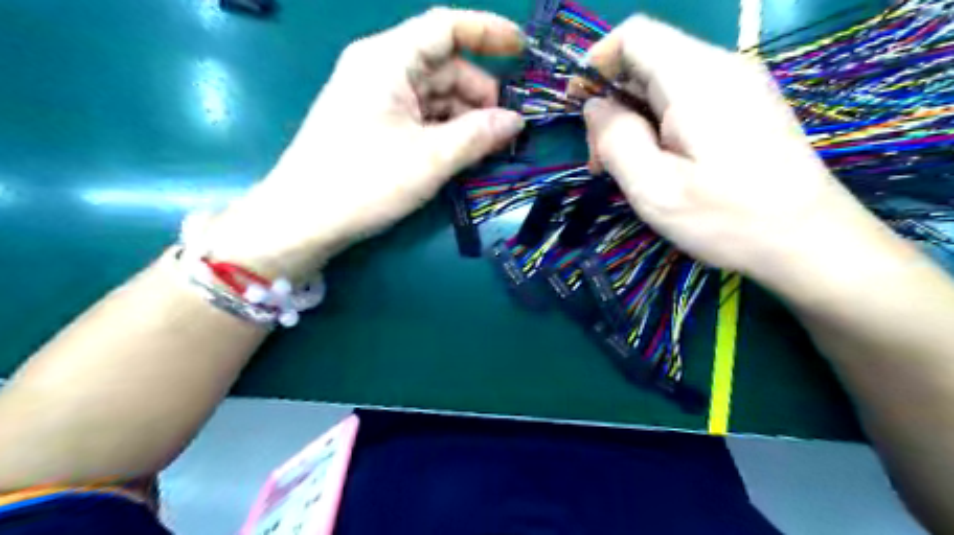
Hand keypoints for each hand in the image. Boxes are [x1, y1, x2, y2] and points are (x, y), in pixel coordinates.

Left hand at [204, 8, 527, 279]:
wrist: (303, 220)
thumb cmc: (364, 181)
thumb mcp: (430, 159)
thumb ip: (478, 135)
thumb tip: (516, 121)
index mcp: (387, 59)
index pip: (445, 27)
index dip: (488, 32)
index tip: (523, 49)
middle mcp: (380, 68)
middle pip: (443, 65)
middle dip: (479, 93)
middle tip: (504, 130)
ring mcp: (374, 97)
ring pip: (433, 94)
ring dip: (463, 116)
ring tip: (485, 148)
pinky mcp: (373, 123)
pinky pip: (419, 115)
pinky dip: (444, 129)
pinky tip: (460, 152)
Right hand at [581, 14, 887, 284]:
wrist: (808, 241)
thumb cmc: (727, 218)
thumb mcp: (654, 188)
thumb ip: (616, 139)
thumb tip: (595, 105)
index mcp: (695, 78)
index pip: (634, 35)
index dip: (598, 63)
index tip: (579, 107)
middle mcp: (720, 68)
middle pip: (645, 62)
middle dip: (612, 105)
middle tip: (602, 162)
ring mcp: (737, 87)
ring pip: (662, 84)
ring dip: (633, 121)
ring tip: (625, 170)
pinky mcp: (743, 108)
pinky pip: (685, 100)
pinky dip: (658, 126)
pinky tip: (657, 165)